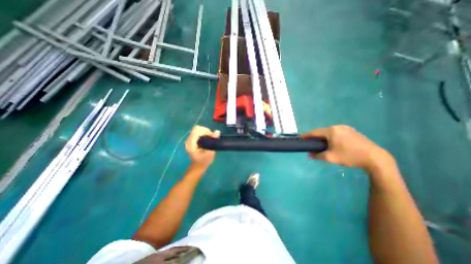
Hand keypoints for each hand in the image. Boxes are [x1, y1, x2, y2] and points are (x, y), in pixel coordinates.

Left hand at [184, 126, 220, 168]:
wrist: (198, 166)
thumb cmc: (204, 161)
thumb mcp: (210, 152)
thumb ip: (213, 141)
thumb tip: (217, 131)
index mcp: (191, 144)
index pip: (196, 131)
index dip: (206, 131)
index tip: (212, 136)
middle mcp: (188, 140)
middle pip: (196, 128)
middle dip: (205, 130)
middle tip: (211, 137)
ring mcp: (189, 140)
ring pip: (197, 129)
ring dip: (205, 131)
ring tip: (210, 137)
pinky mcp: (191, 139)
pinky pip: (197, 132)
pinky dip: (203, 133)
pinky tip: (207, 138)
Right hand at [302, 125, 393, 171]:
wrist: (375, 158)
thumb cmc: (350, 156)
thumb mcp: (331, 157)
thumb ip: (317, 155)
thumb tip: (309, 155)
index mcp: (332, 131)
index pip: (315, 132)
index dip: (307, 135)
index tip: (300, 138)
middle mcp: (338, 127)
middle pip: (322, 131)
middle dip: (315, 136)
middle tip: (310, 142)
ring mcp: (346, 128)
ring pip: (330, 131)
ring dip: (323, 136)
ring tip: (320, 143)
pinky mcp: (352, 131)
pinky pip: (337, 132)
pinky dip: (331, 136)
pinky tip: (332, 142)